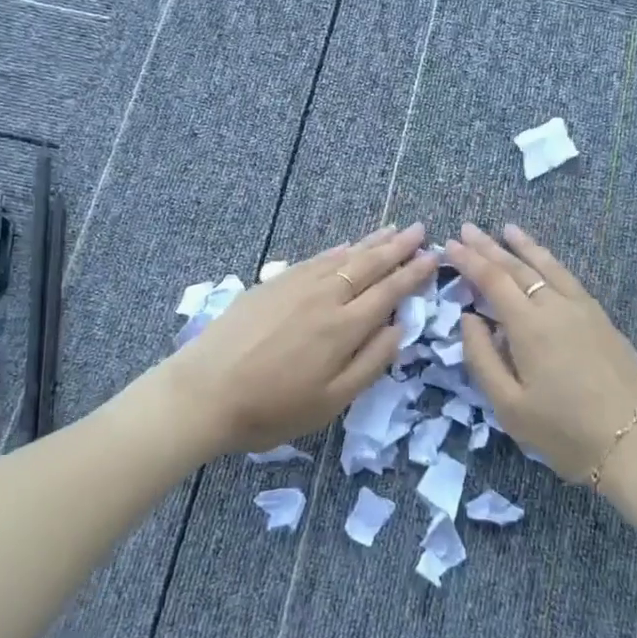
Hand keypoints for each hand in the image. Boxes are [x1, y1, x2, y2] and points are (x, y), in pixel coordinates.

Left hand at [162, 225, 438, 454]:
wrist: (203, 392)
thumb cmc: (271, 408)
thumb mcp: (331, 401)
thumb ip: (370, 362)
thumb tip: (400, 327)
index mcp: (344, 327)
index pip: (389, 291)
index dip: (413, 274)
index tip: (434, 257)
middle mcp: (325, 296)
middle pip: (369, 265)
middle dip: (398, 247)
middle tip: (420, 230)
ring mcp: (296, 285)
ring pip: (343, 256)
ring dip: (371, 242)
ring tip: (392, 229)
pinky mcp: (272, 283)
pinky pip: (315, 259)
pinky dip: (337, 250)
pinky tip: (346, 245)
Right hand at [447, 223, 636, 482]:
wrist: (635, 445)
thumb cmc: (563, 430)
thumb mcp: (508, 405)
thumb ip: (482, 357)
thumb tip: (468, 318)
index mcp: (529, 325)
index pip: (493, 280)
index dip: (469, 260)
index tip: (449, 244)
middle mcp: (556, 306)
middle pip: (518, 267)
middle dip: (489, 246)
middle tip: (468, 228)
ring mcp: (584, 310)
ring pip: (549, 267)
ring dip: (525, 246)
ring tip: (508, 228)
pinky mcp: (602, 319)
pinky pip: (569, 278)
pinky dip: (550, 262)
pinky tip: (546, 262)